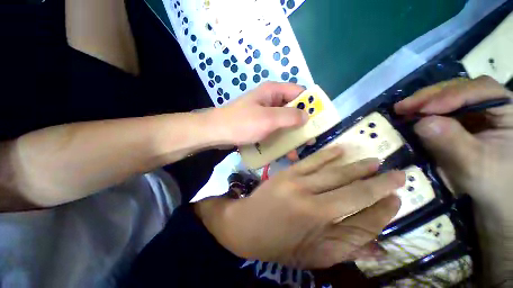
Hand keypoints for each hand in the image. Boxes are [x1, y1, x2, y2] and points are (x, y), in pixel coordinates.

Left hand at [195, 147, 404, 268]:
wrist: (246, 225)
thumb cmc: (278, 244)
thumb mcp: (312, 256)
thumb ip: (344, 248)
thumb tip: (377, 244)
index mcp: (321, 232)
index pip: (364, 218)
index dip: (384, 209)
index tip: (398, 198)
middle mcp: (313, 205)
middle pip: (354, 192)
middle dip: (379, 184)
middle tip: (398, 174)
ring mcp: (299, 185)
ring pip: (335, 173)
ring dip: (358, 167)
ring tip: (375, 161)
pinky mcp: (288, 173)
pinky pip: (312, 161)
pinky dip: (329, 155)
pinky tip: (342, 150)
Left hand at [210, 82, 308, 145]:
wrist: (216, 133)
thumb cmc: (242, 123)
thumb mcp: (268, 119)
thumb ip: (290, 116)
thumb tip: (307, 115)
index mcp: (273, 91)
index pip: (299, 92)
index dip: (310, 105)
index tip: (318, 121)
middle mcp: (270, 100)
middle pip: (293, 109)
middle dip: (301, 125)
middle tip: (308, 141)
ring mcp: (265, 113)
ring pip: (284, 122)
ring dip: (291, 136)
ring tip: (296, 151)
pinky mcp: (260, 124)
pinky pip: (275, 129)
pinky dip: (281, 139)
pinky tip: (285, 152)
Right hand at [394, 76, 512, 284]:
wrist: (507, 223)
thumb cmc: (507, 201)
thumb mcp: (483, 174)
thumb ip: (457, 145)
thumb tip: (423, 122)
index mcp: (510, 116)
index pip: (478, 90)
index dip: (446, 94)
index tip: (414, 107)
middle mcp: (495, 116)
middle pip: (462, 95)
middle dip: (431, 99)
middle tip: (400, 108)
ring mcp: (481, 128)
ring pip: (452, 109)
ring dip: (427, 111)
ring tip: (403, 115)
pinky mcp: (469, 141)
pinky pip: (447, 124)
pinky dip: (429, 124)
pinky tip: (414, 128)